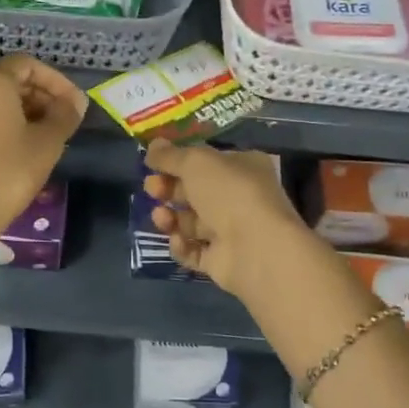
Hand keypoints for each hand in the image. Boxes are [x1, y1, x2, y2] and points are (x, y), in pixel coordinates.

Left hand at [0, 54, 86, 242]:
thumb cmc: (9, 172)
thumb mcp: (48, 142)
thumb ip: (65, 114)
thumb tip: (76, 102)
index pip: (29, 65)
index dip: (57, 82)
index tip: (75, 105)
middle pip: (9, 79)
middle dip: (40, 95)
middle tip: (63, 120)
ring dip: (22, 110)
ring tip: (46, 135)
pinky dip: (1, 121)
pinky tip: (20, 145)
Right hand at [143, 138, 308, 296]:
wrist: (257, 249)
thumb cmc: (230, 193)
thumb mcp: (196, 162)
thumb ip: (171, 155)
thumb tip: (153, 145)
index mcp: (243, 167)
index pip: (206, 161)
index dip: (178, 161)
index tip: (152, 163)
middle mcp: (239, 198)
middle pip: (195, 192)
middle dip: (169, 189)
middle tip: (151, 188)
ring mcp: (231, 232)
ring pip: (191, 223)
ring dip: (170, 218)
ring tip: (161, 217)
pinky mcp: (221, 261)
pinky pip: (194, 251)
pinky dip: (182, 246)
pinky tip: (179, 240)